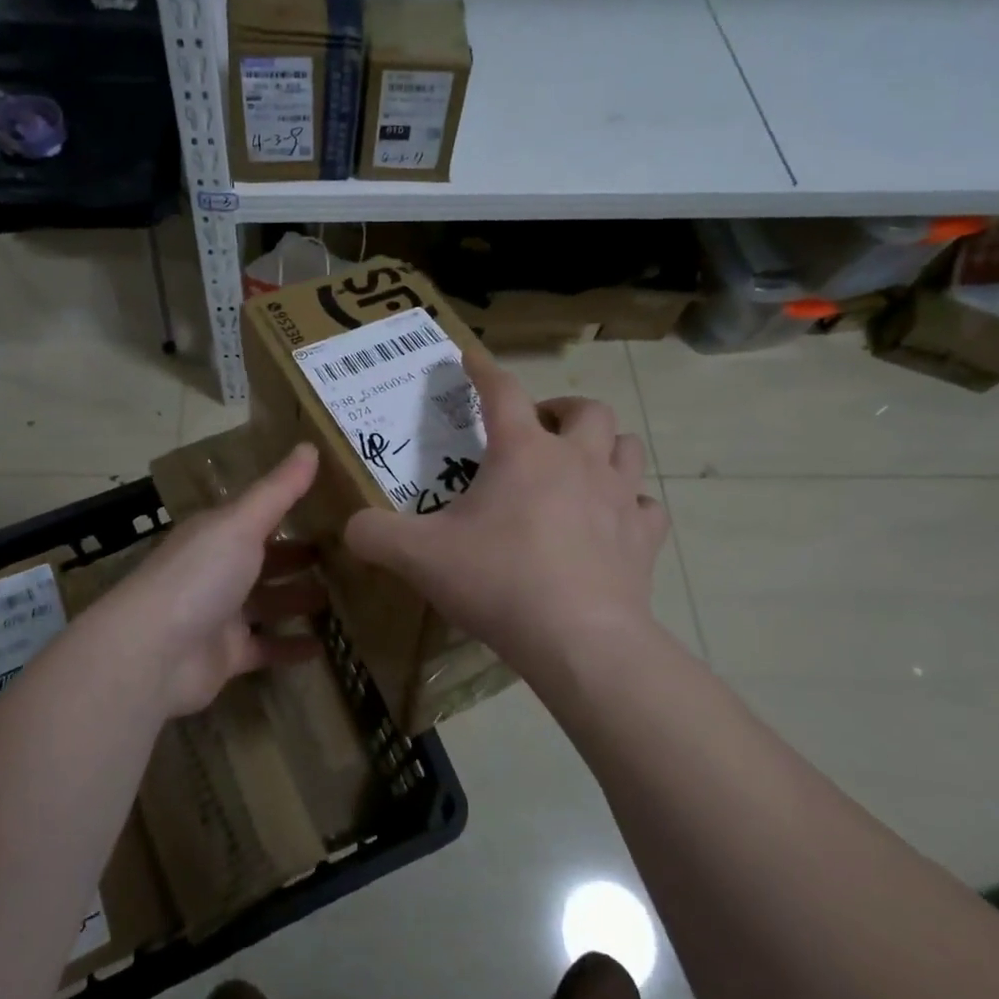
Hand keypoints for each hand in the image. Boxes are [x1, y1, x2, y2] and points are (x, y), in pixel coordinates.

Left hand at [100, 444, 325, 715]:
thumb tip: (310, 445)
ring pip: (269, 603)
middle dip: (301, 557)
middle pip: (266, 559)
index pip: (259, 516)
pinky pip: (266, 647)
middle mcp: (218, 569)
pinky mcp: (226, 655)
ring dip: (300, 599)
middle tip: (348, 556)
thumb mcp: (241, 523)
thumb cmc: (198, 576)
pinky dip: (291, 647)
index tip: (334, 506)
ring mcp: (221, 614)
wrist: (152, 654)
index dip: (292, 509)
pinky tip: (324, 646)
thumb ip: (278, 490)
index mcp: (217, 533)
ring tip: (344, 597)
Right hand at [344, 349, 669, 682]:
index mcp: (523, 452)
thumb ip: (376, 535)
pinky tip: (614, 521)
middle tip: (540, 429)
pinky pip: (646, 506)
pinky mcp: (643, 538)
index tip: (472, 358)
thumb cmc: (499, 581)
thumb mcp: (420, 557)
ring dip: (605, 446)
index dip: (484, 370)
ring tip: (580, 465)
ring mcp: (618, 497)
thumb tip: (351, 527)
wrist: (579, 640)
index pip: (502, 391)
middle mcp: (578, 461)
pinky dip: (631, 505)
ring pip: (627, 446)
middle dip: (562, 409)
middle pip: (586, 409)